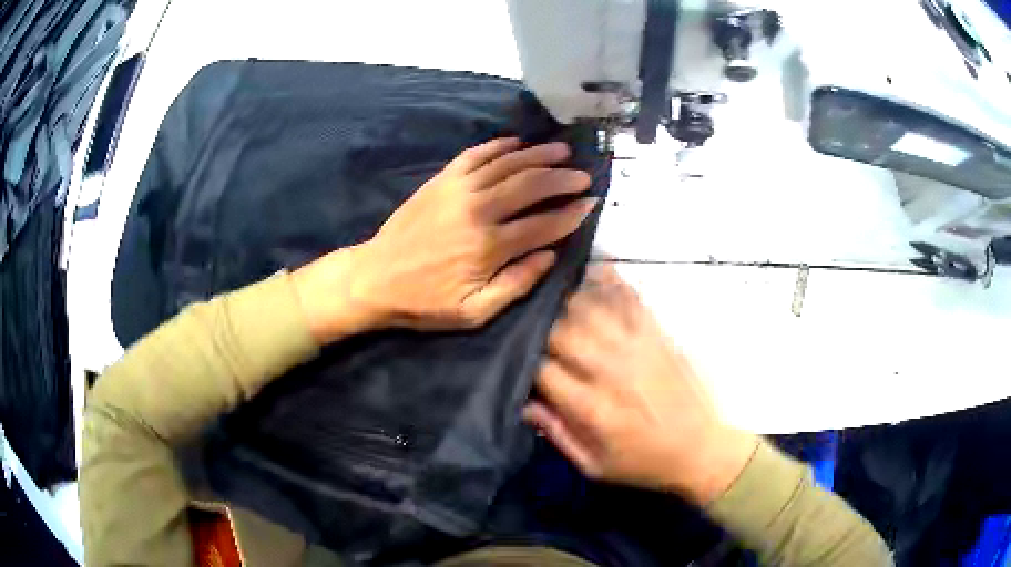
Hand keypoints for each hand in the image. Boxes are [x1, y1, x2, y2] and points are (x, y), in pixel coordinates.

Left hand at [292, 138, 596, 341]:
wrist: (375, 278)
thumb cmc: (424, 302)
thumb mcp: (473, 312)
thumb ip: (516, 284)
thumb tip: (550, 256)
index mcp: (489, 247)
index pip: (543, 224)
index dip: (572, 214)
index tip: (591, 204)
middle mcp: (478, 211)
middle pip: (531, 185)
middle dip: (563, 178)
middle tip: (584, 175)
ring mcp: (458, 190)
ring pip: (508, 164)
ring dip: (538, 155)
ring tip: (562, 151)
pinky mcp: (441, 180)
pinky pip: (476, 155)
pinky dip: (500, 146)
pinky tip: (517, 143)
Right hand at [524, 265, 758, 505]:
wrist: (700, 450)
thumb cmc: (643, 463)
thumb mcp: (594, 466)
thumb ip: (557, 433)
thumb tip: (524, 403)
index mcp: (591, 408)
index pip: (542, 369)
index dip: (525, 363)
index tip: (522, 363)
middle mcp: (610, 370)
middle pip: (560, 331)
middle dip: (540, 329)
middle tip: (535, 332)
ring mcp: (637, 346)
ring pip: (589, 308)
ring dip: (566, 302)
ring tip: (554, 300)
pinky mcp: (658, 334)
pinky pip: (629, 297)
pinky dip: (609, 280)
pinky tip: (593, 272)